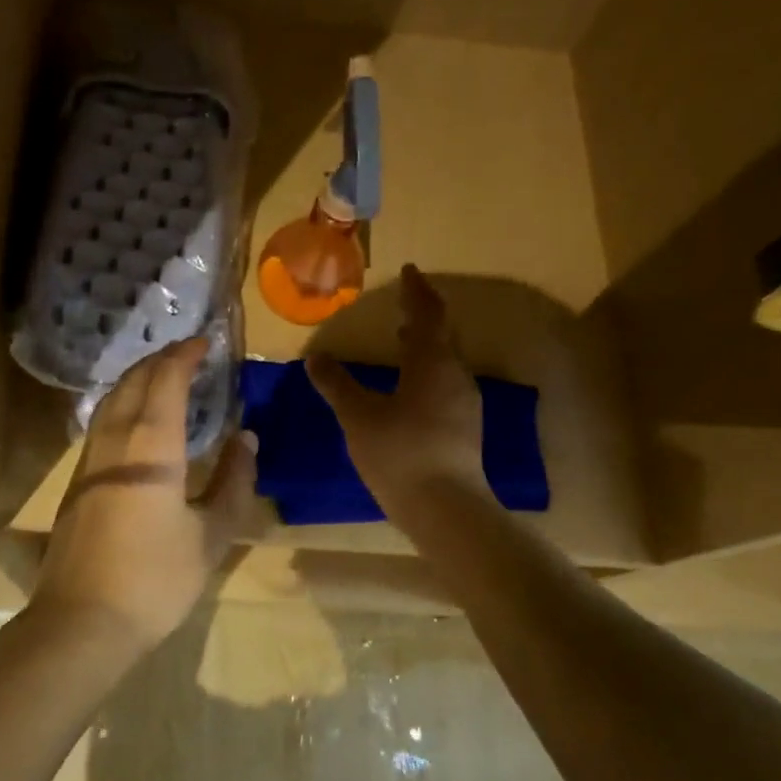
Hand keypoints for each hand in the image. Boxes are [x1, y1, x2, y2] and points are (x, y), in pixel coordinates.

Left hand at [32, 337, 257, 650]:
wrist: (83, 622)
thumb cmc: (156, 579)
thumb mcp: (211, 535)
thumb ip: (233, 482)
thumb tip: (246, 439)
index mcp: (151, 447)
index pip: (166, 382)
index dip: (185, 357)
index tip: (204, 342)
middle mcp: (114, 442)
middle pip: (132, 383)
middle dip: (159, 360)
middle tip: (186, 353)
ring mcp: (88, 461)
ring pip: (111, 401)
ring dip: (137, 380)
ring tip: (161, 377)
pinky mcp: (76, 483)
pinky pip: (102, 424)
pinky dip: (122, 404)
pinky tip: (135, 422)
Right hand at [306, 265, 488, 518]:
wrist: (445, 508)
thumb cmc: (399, 452)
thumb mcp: (358, 416)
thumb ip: (336, 384)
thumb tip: (315, 357)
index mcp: (432, 363)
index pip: (427, 314)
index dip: (416, 291)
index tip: (409, 272)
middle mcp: (455, 376)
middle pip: (442, 336)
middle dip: (423, 317)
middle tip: (405, 305)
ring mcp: (465, 404)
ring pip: (446, 362)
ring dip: (425, 347)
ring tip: (403, 343)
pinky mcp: (465, 429)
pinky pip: (445, 385)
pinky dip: (427, 373)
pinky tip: (410, 390)